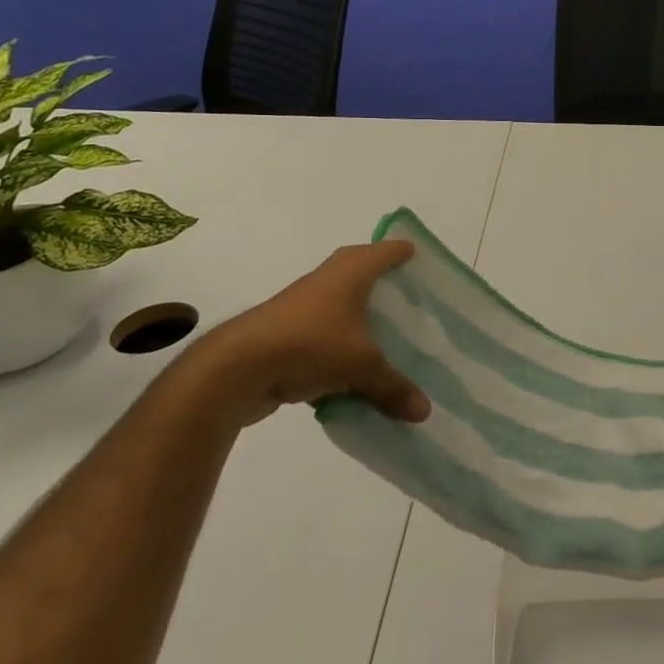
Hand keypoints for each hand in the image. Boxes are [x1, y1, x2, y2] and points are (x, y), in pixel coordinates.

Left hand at [183, 241, 430, 428]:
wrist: (238, 368)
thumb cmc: (311, 344)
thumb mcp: (362, 367)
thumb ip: (394, 387)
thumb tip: (425, 412)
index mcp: (352, 271)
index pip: (386, 251)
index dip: (404, 253)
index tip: (421, 258)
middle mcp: (328, 280)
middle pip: (361, 271)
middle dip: (383, 281)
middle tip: (408, 296)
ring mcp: (303, 306)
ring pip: (341, 305)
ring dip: (359, 317)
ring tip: (386, 334)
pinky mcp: (286, 334)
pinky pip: (325, 335)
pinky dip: (340, 346)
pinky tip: (353, 371)